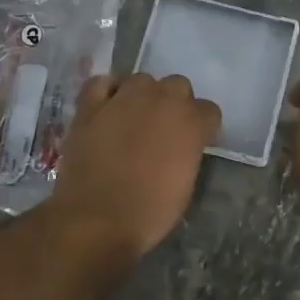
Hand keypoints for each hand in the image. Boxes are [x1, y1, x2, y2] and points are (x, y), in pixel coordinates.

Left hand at [48, 72, 221, 261]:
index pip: (209, 110)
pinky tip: (107, 106)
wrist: (96, 219)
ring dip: (143, 96)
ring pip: (142, 80)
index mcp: (190, 122)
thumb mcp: (186, 184)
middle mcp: (161, 100)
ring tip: (134, 119)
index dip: (203, 127)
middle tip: (164, 130)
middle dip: (175, 104)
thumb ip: (188, 152)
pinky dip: (107, 91)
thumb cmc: (149, 211)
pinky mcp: (91, 105)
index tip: (195, 143)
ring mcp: (124, 98)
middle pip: (178, 85)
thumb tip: (182, 146)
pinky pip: (102, 82)